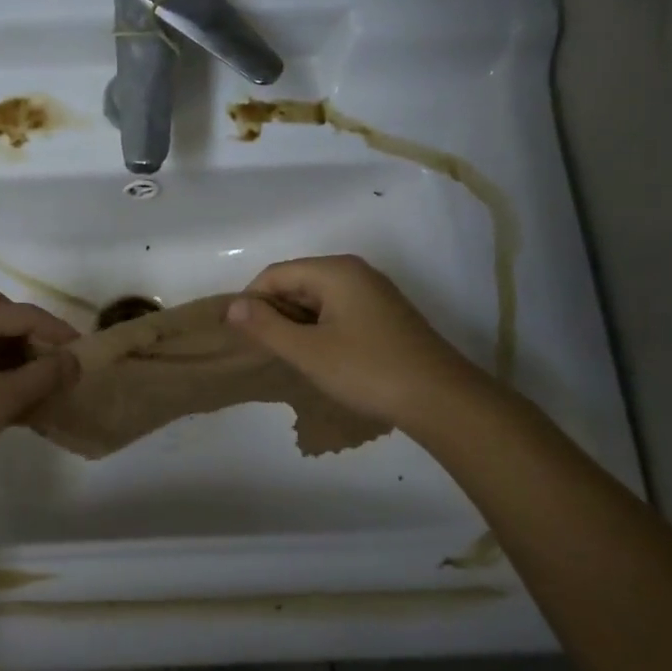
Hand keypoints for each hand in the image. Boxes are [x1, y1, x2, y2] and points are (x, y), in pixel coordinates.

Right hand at [224, 254, 487, 429]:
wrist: (440, 399)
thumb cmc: (367, 370)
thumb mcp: (307, 351)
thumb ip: (265, 326)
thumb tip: (231, 307)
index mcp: (335, 271)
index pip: (275, 274)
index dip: (251, 301)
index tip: (240, 336)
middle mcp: (354, 273)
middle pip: (296, 282)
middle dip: (274, 312)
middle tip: (263, 350)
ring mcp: (373, 294)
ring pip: (316, 299)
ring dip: (295, 324)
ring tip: (288, 357)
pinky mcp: (383, 316)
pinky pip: (337, 312)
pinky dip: (318, 329)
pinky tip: (318, 358)